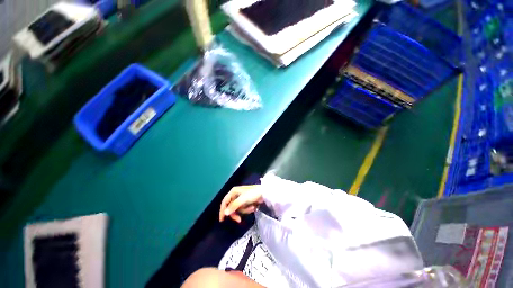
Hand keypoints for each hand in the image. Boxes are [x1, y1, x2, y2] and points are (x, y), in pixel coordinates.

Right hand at [219, 185, 262, 222]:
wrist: (265, 193)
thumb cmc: (253, 194)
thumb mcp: (243, 200)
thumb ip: (233, 206)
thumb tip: (225, 213)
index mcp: (233, 192)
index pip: (224, 202)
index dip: (222, 210)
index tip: (222, 220)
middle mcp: (236, 194)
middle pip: (231, 207)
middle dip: (236, 213)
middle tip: (239, 220)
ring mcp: (241, 198)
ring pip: (238, 209)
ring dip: (245, 210)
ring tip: (252, 207)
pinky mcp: (246, 202)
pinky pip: (244, 209)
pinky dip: (248, 209)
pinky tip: (254, 207)